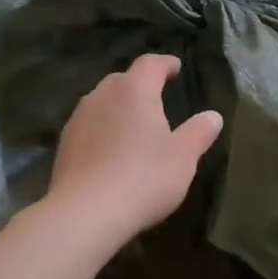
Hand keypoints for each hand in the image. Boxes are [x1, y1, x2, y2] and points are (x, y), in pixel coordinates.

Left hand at [48, 55, 223, 246]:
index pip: (150, 64)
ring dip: (119, 107)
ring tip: (134, 124)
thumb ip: (199, 132)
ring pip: (102, 102)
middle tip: (157, 97)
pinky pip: (89, 126)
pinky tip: (111, 150)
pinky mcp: (64, 145)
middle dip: (140, 84)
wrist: (84, 214)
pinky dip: (103, 129)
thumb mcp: (183, 157)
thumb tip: (213, 116)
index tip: (176, 68)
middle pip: (122, 80)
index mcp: (134, 91)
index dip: (165, 64)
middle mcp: (102, 96)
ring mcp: (78, 120)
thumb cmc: (143, 178)